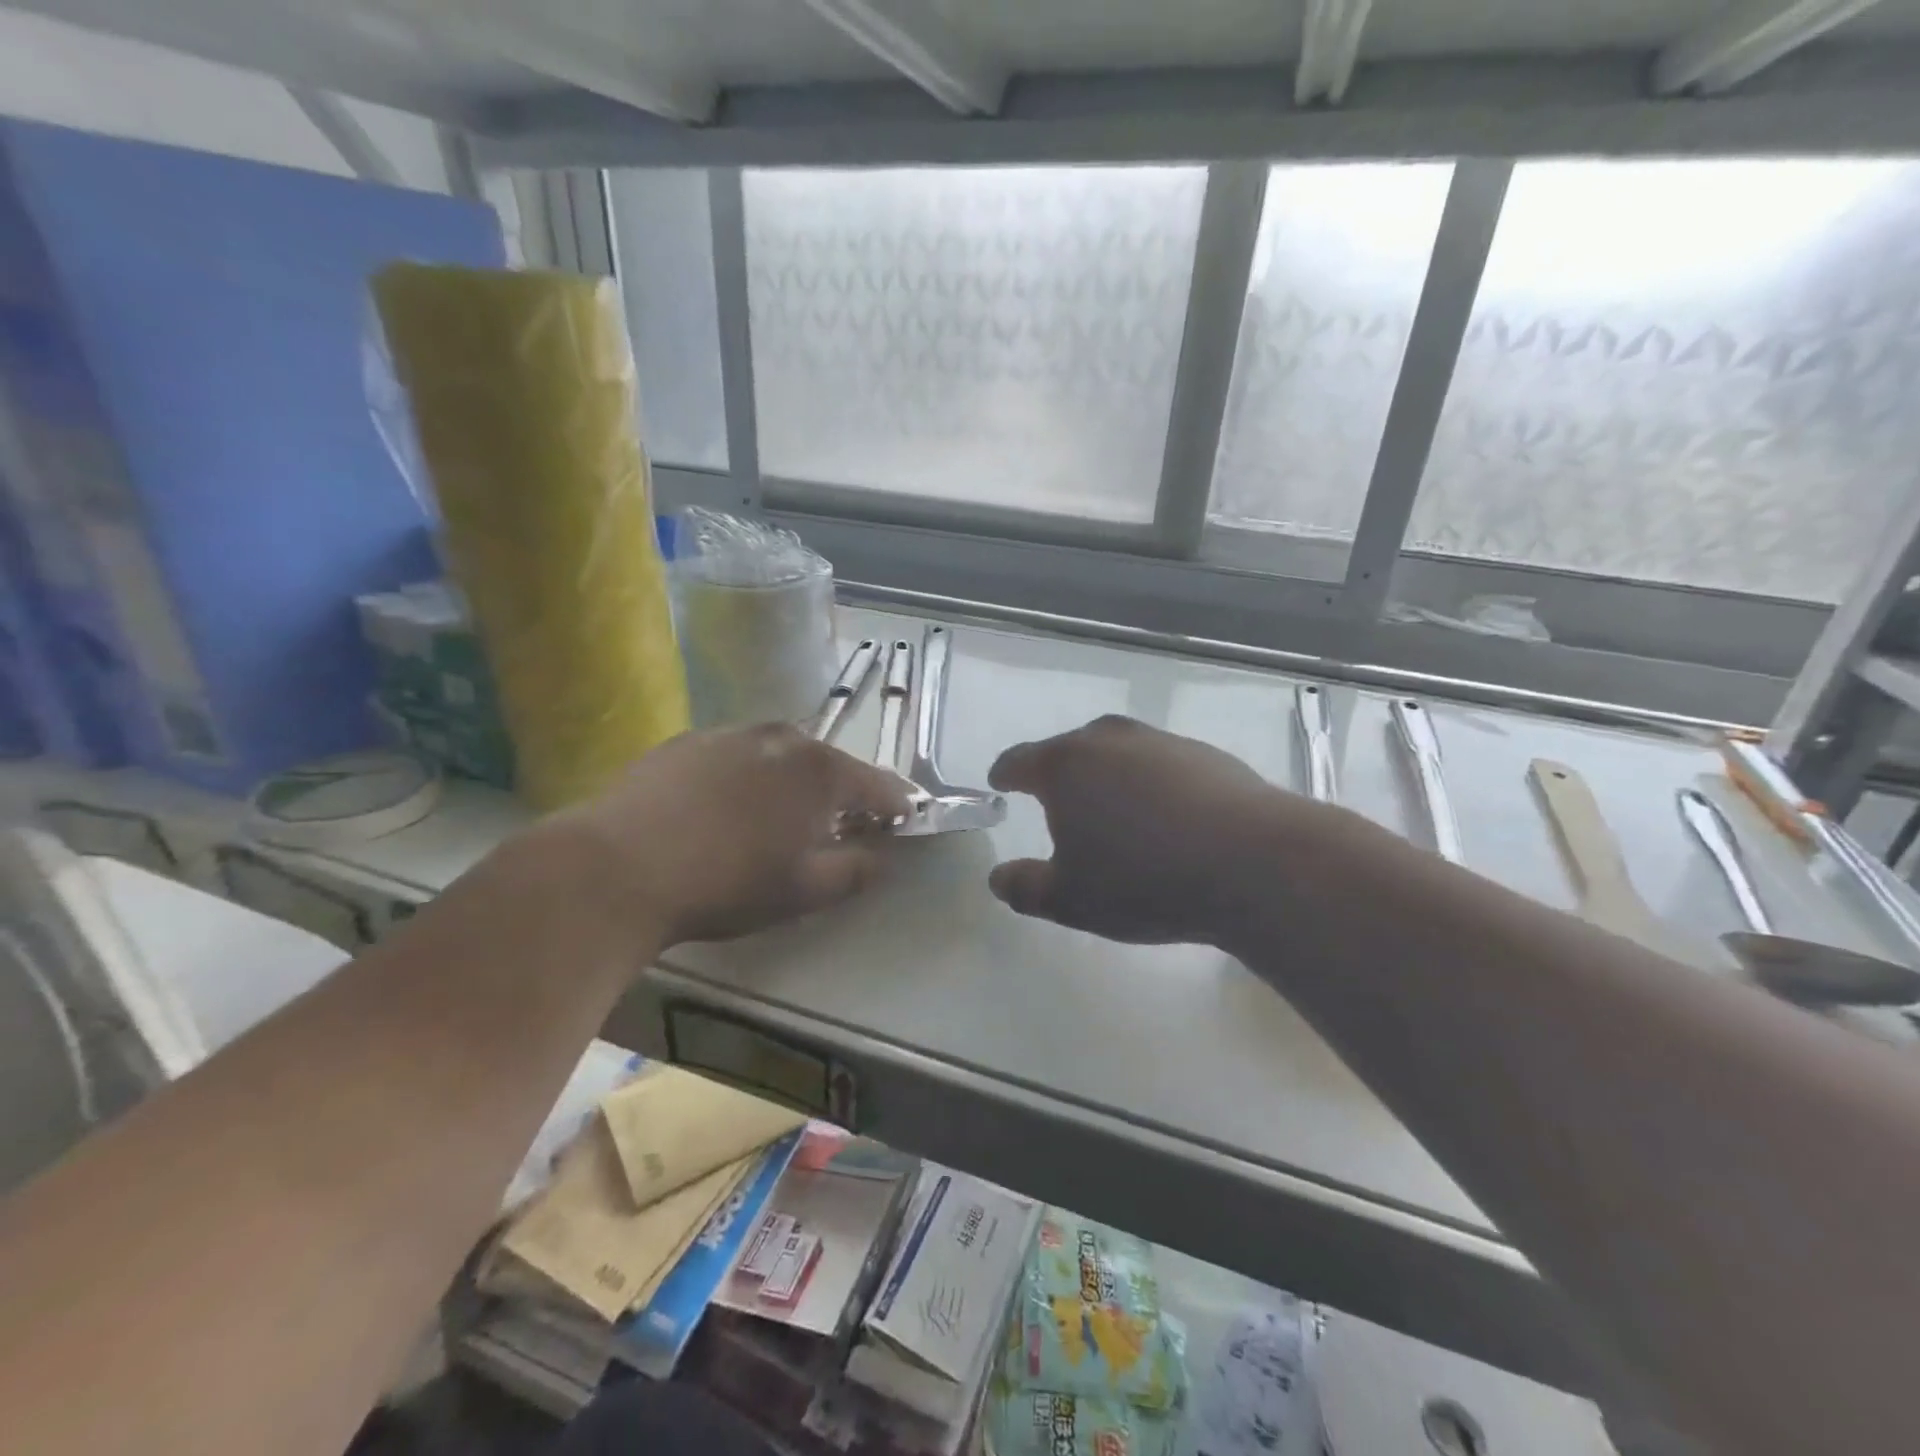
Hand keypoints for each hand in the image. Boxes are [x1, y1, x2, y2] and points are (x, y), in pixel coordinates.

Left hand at [552, 724, 911, 947]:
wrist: (620, 867)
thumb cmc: (728, 883)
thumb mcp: (805, 890)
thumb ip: (857, 870)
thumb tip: (884, 857)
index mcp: (821, 771)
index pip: (879, 785)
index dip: (896, 806)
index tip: (903, 821)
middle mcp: (783, 738)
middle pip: (829, 764)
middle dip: (841, 793)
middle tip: (837, 826)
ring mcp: (731, 733)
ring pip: (780, 755)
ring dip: (792, 780)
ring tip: (778, 815)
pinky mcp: (686, 741)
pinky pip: (735, 756)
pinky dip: (746, 776)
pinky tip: (723, 807)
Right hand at [988, 715, 1299, 946]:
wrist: (1253, 863)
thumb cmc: (1143, 880)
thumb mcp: (1070, 900)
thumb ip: (1025, 888)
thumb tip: (998, 878)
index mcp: (1065, 765)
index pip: (1020, 760)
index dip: (1006, 773)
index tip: (1000, 782)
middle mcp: (1110, 740)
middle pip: (1070, 750)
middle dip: (1058, 774)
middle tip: (1057, 805)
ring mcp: (1161, 742)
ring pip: (1119, 754)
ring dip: (1108, 777)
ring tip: (1116, 814)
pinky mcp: (1206, 755)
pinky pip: (1161, 766)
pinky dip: (1152, 785)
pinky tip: (1168, 820)